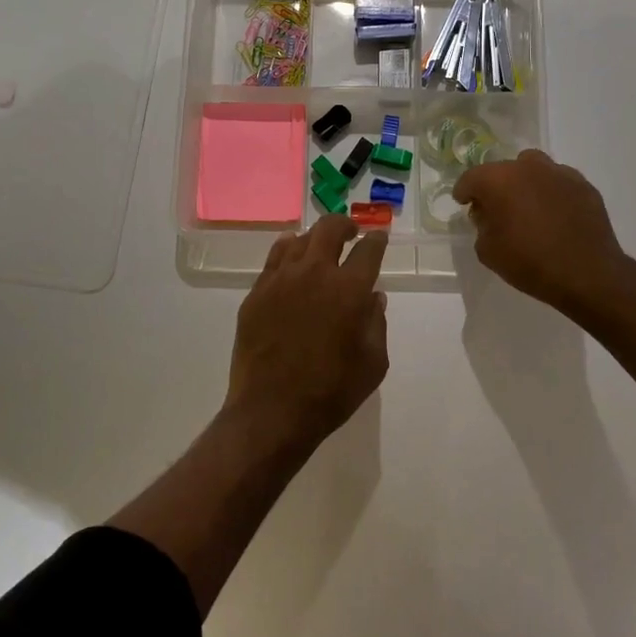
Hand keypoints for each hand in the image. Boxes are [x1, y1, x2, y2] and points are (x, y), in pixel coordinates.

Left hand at [225, 215, 389, 453]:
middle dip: (344, 225)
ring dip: (315, 238)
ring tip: (320, 248)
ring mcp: (281, 280)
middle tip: (350, 233)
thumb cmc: (331, 392)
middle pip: (329, 229)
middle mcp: (315, 273)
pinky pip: (274, 259)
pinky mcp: (257, 292)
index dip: (376, 240)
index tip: (378, 237)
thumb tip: (373, 298)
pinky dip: (287, 251)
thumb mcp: (373, 364)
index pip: (368, 250)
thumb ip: (376, 324)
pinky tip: (291, 258)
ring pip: (299, 240)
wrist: (272, 412)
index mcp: (349, 289)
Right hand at [454, 149, 633, 317]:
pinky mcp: (584, 185)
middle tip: (496, 209)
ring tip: (528, 207)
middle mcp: (528, 167)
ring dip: (525, 183)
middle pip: (503, 169)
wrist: (587, 274)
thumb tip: (487, 214)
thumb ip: (481, 226)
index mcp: (499, 179)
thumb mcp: (488, 252)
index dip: (464, 191)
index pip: (472, 178)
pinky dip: (552, 193)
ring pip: (534, 169)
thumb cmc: (530, 263)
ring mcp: (559, 173)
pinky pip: (559, 182)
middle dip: (496, 186)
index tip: (464, 203)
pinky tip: (555, 215)